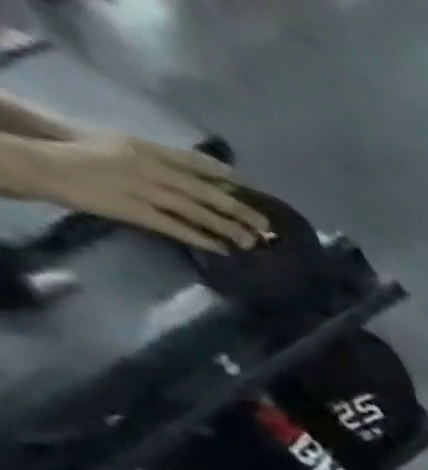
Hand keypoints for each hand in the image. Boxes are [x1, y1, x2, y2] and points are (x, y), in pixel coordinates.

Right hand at [27, 134, 270, 251]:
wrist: (46, 164)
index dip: (227, 176)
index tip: (254, 189)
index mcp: (146, 149)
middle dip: (240, 210)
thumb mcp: (123, 146)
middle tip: (267, 226)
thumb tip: (196, 177)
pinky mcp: (138, 212)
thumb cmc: (85, 154)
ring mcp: (145, 191)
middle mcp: (150, 168)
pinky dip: (203, 240)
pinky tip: (223, 250)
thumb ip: (159, 160)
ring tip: (252, 243)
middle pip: (205, 192)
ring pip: (198, 213)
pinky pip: (179, 229)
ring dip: (228, 229)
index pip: (195, 161)